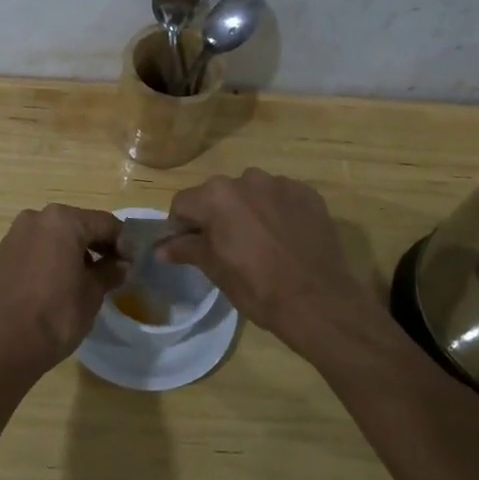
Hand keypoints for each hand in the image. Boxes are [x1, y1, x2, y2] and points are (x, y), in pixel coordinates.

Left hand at [0, 204, 124, 384]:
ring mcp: (16, 234)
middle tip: (112, 269)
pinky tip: (59, 281)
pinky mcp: (3, 253)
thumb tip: (121, 265)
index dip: (123, 242)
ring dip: (73, 250)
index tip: (132, 263)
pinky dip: (51, 257)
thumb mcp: (93, 292)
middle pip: (78, 225)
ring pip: (55, 235)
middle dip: (97, 244)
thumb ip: (110, 271)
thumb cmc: (58, 314)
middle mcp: (37, 217)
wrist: (6, 345)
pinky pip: (36, 247)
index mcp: (63, 220)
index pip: (105, 223)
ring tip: (86, 277)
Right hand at [160, 169, 382, 367]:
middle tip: (227, 247)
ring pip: (251, 192)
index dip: (182, 226)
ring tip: (260, 241)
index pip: (183, 203)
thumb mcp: (215, 270)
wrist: (318, 300)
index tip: (191, 247)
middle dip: (217, 215)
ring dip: (248, 210)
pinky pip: (281, 197)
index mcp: (216, 196)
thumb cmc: (257, 287)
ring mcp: (280, 184)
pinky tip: (285, 238)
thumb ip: (186, 249)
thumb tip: (160, 249)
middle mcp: (246, 179)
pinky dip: (277, 211)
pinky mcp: (308, 193)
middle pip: (218, 194)